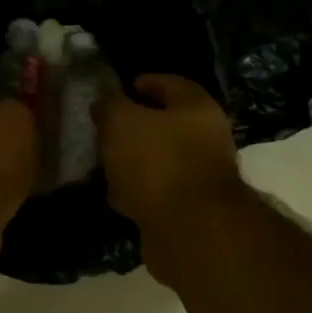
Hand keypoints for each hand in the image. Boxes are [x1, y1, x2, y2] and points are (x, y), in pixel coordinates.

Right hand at [93, 73, 242, 231]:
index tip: (116, 90)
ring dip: (134, 161)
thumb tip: (105, 101)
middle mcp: (206, 138)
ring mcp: (200, 176)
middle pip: (167, 124)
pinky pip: (157, 191)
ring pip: (160, 160)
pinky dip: (138, 190)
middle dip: (136, 126)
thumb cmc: (158, 163)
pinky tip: (117, 194)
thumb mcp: (122, 123)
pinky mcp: (190, 209)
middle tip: (105, 129)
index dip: (142, 83)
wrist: (189, 229)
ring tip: (105, 163)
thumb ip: (110, 105)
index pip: (169, 83)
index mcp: (197, 107)